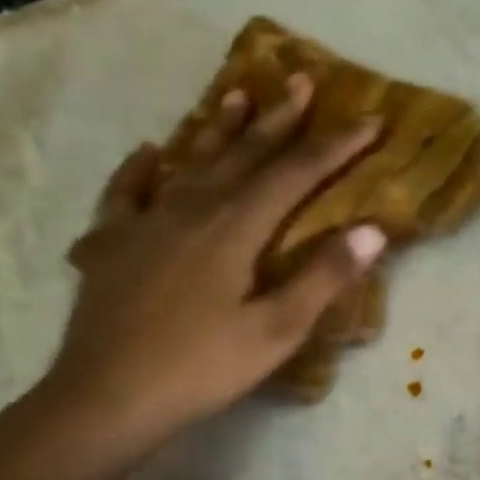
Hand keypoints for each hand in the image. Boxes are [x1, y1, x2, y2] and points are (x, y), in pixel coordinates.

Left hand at [45, 74, 385, 458]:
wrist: (105, 398)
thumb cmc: (200, 369)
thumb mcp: (275, 331)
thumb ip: (323, 278)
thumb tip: (373, 229)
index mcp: (233, 228)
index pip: (294, 175)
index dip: (335, 147)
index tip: (369, 121)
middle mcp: (190, 210)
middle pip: (243, 155)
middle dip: (279, 120)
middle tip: (302, 82)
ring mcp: (144, 224)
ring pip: (190, 163)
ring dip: (218, 129)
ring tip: (237, 94)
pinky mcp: (111, 246)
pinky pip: (126, 193)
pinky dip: (140, 169)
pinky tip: (149, 153)